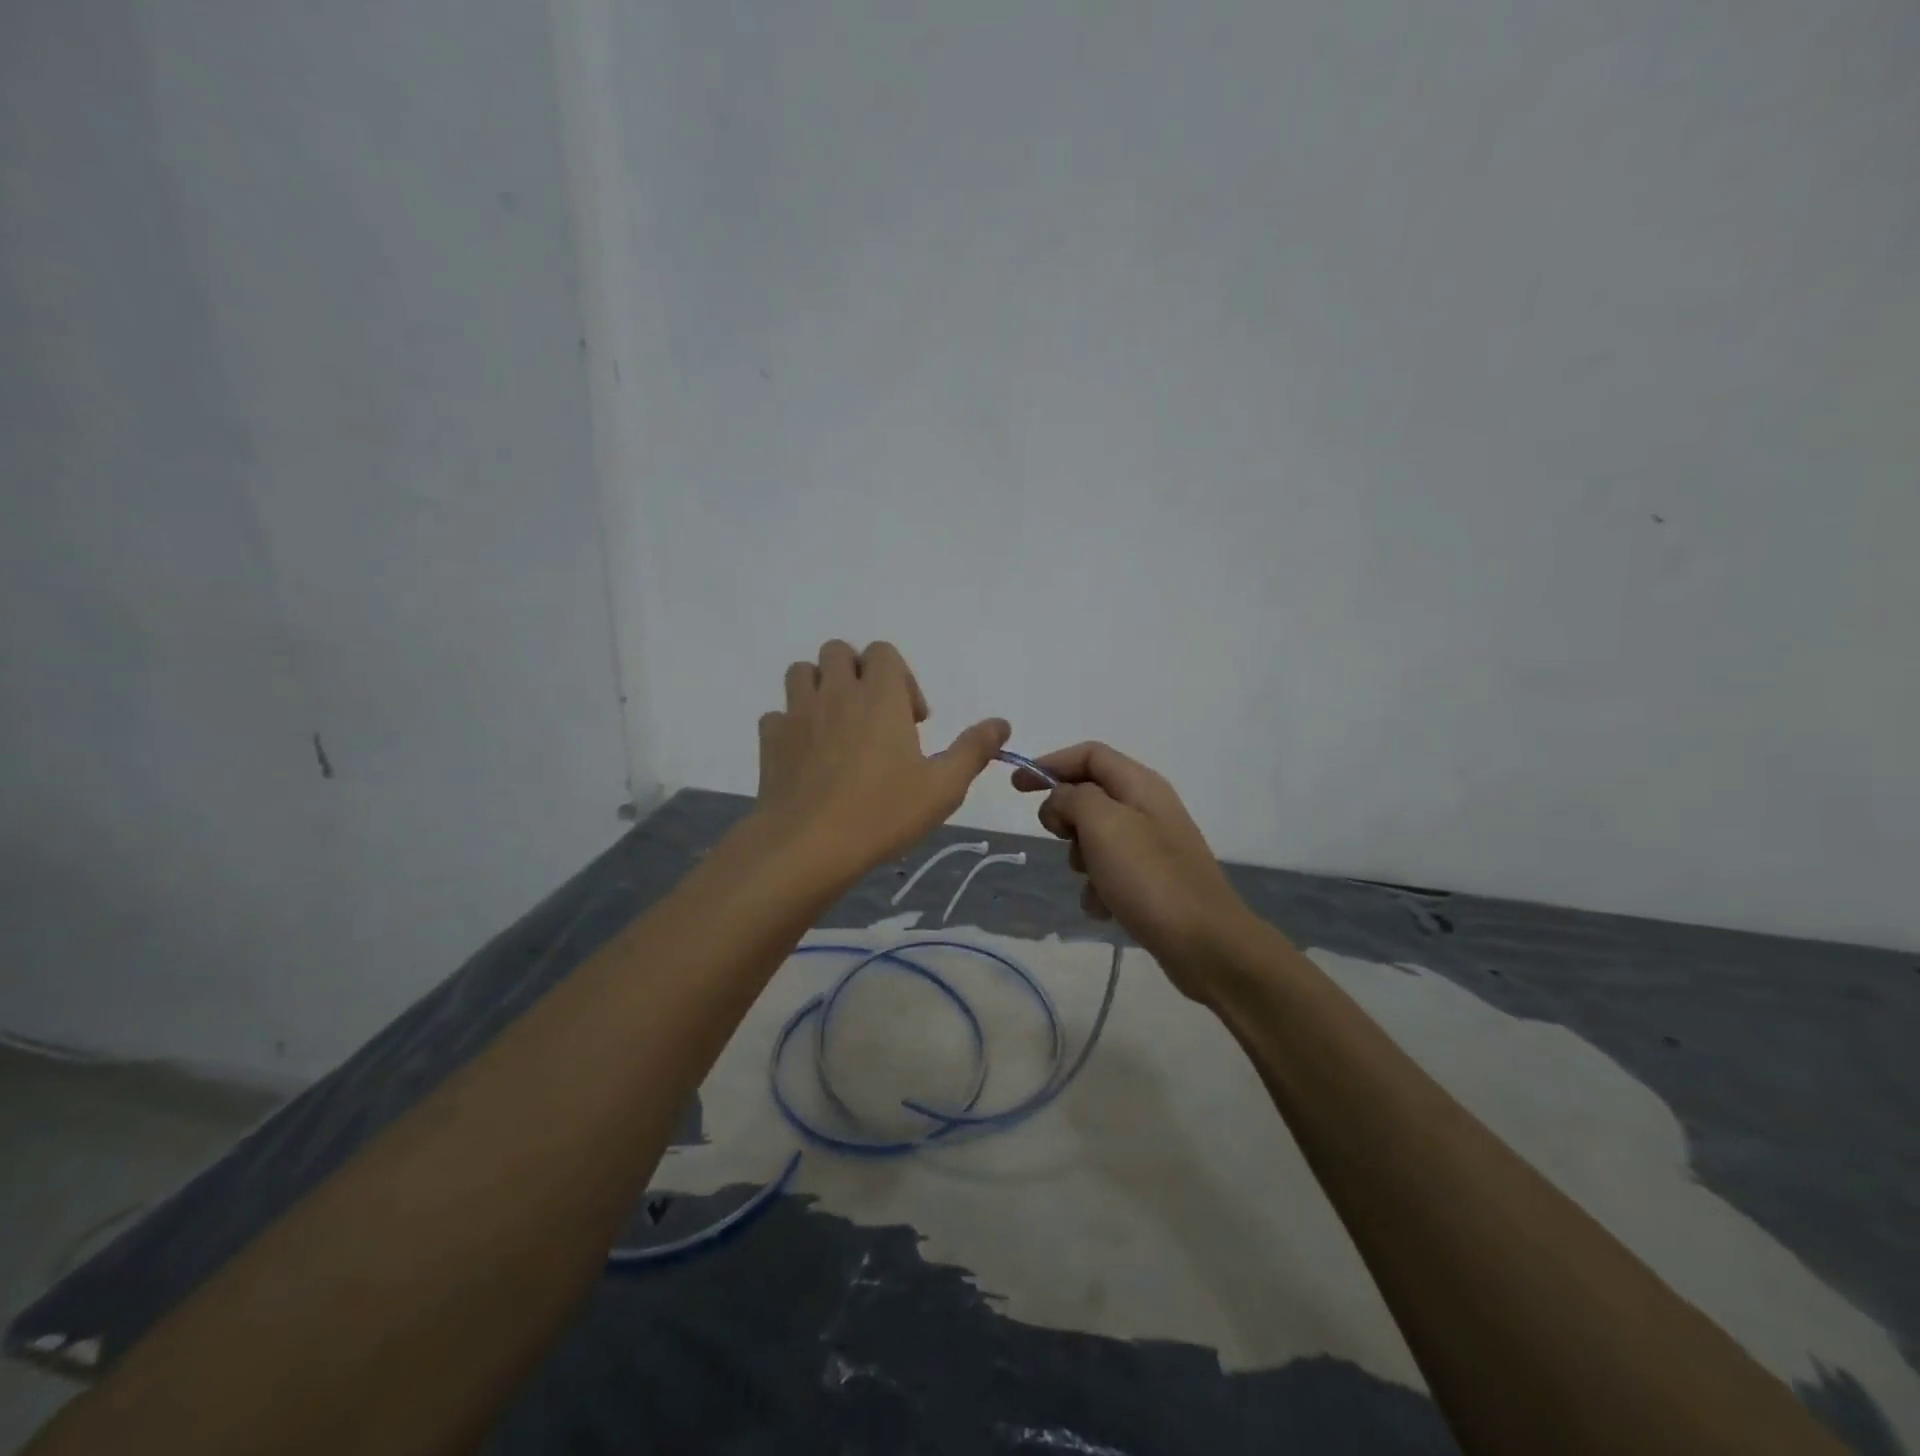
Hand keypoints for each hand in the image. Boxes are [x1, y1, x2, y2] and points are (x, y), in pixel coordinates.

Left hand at [754, 640, 1009, 882]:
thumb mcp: (942, 787)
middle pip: (838, 651)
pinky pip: (777, 715)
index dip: (901, 677)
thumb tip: (1002, 723)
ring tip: (836, 725)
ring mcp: (797, 714)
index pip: (883, 652)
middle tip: (873, 716)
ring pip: (801, 672)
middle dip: (857, 673)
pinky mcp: (770, 740)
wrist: (808, 846)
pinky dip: (792, 725)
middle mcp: (836, 692)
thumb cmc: (882, 812)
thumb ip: (972, 750)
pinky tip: (806, 756)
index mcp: (879, 696)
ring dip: (820, 687)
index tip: (912, 720)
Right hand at [1012, 742, 1254, 1001]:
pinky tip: (1104, 908)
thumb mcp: (1102, 825)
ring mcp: (1152, 845)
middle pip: (1089, 795)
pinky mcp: (1152, 880)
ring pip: (1095, 837)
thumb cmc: (1149, 877)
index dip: (1050, 764)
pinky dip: (1098, 886)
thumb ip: (1072, 798)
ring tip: (1092, 881)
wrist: (1204, 943)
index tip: (1017, 788)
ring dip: (1081, 858)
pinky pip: (1109, 871)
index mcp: (1140, 784)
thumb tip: (1061, 800)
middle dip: (1067, 818)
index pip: (1089, 754)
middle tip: (1062, 840)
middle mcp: (1148, 807)